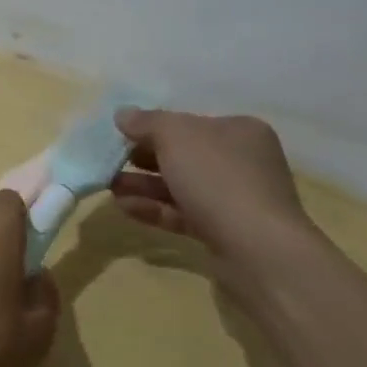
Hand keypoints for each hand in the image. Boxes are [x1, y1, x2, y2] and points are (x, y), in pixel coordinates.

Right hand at [110, 109, 329, 296]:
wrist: (258, 251)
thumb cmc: (217, 178)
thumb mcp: (175, 136)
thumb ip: (146, 122)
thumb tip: (123, 114)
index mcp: (239, 131)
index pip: (189, 122)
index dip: (153, 126)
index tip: (121, 134)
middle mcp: (242, 162)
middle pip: (183, 154)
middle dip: (143, 157)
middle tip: (110, 160)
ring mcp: (235, 200)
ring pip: (180, 186)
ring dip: (143, 185)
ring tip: (108, 186)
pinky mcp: (225, 232)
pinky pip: (183, 214)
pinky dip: (154, 209)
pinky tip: (124, 208)